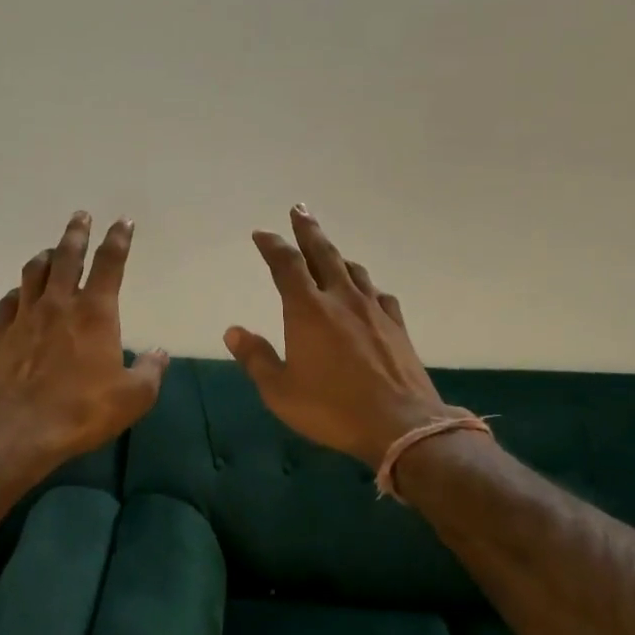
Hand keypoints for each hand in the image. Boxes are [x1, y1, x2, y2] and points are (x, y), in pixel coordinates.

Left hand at [0, 211, 169, 470]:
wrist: (20, 429)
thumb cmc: (83, 410)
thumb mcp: (133, 396)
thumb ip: (150, 370)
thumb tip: (159, 353)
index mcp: (95, 312)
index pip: (109, 263)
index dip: (118, 239)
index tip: (123, 222)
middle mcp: (59, 303)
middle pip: (67, 255)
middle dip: (77, 232)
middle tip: (81, 215)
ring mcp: (26, 316)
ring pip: (34, 271)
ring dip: (46, 255)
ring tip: (52, 250)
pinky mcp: (3, 333)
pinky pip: (9, 300)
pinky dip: (19, 290)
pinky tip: (20, 293)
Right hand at [224, 205, 464, 469]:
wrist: (401, 425)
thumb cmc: (332, 409)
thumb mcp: (280, 391)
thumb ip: (256, 358)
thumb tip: (232, 331)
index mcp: (308, 310)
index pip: (286, 265)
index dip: (272, 245)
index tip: (262, 233)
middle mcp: (341, 300)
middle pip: (323, 253)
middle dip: (308, 230)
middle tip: (299, 209)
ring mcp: (373, 311)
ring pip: (353, 270)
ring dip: (336, 255)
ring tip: (327, 250)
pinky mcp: (397, 326)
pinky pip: (379, 294)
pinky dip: (366, 286)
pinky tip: (366, 292)